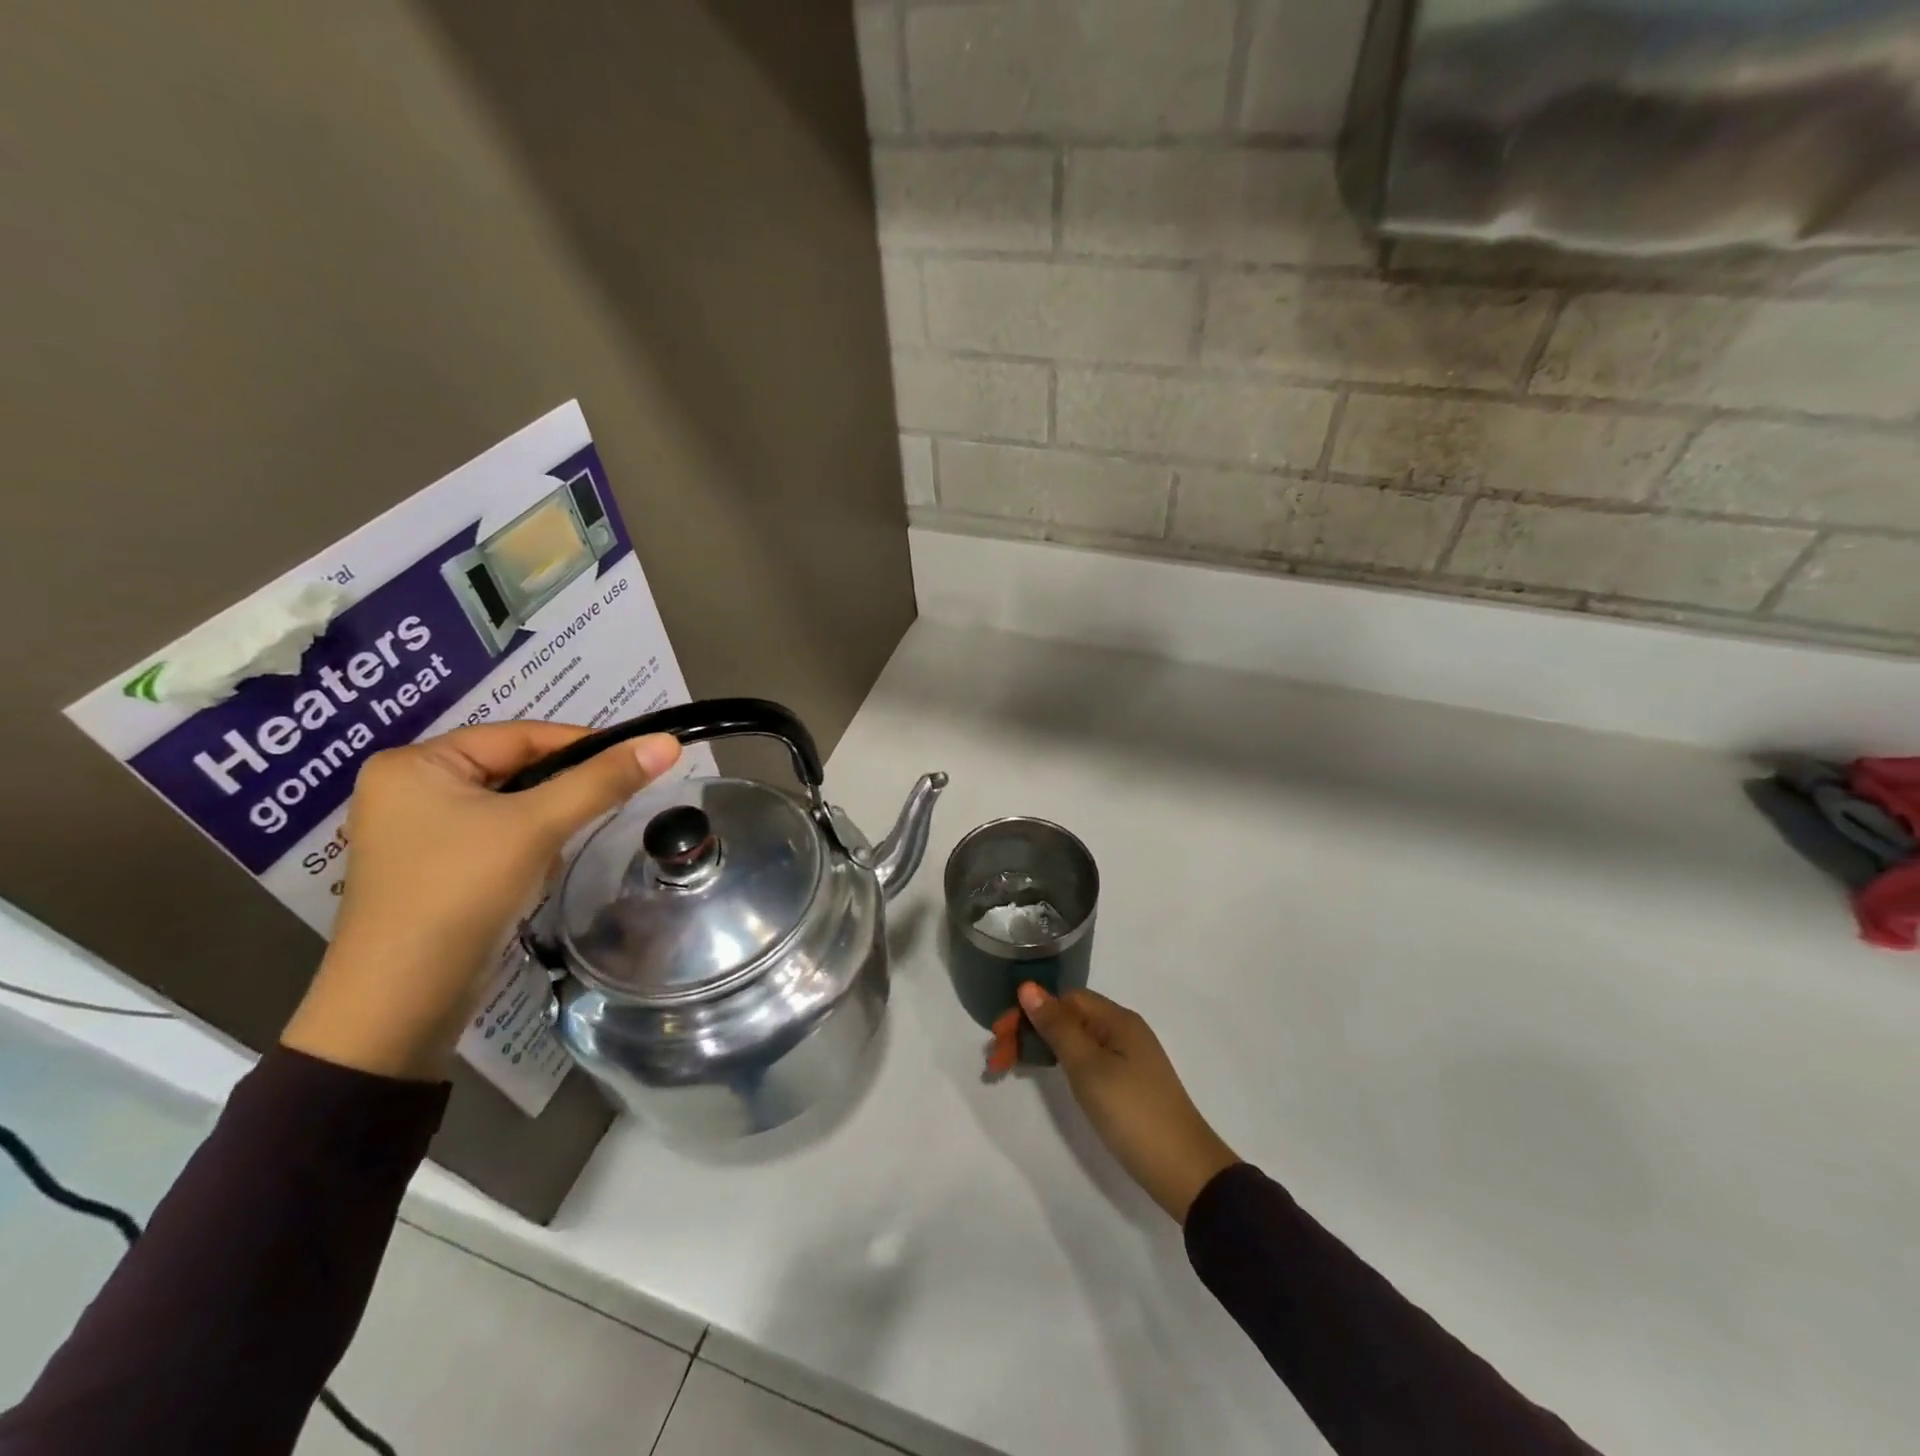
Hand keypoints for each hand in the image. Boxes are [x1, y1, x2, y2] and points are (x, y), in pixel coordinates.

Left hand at [281, 723, 681, 1080]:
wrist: (402, 1004)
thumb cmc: (461, 893)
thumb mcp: (537, 827)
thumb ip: (603, 781)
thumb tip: (667, 742)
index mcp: (416, 763)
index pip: (518, 736)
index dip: (581, 744)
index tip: (636, 760)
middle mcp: (408, 789)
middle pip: (514, 770)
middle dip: (559, 795)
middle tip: (606, 806)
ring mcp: (416, 832)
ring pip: (510, 807)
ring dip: (544, 826)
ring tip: (554, 853)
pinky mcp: (432, 869)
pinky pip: (495, 837)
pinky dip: (524, 849)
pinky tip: (530, 877)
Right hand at [1018, 983, 1239, 1223]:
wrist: (1185, 1171)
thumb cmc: (1132, 1113)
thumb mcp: (1088, 1067)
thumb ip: (1057, 1027)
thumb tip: (1028, 986)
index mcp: (1117, 1019)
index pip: (1064, 999)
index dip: (1030, 1012)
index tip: (1000, 1037)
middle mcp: (1123, 1030)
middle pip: (1068, 1017)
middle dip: (1030, 1030)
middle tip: (997, 1059)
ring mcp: (1128, 1058)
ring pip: (1075, 1040)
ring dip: (1041, 1047)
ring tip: (1011, 1067)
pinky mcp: (1128, 1084)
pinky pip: (1086, 1059)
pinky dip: (1061, 1064)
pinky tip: (1049, 1078)